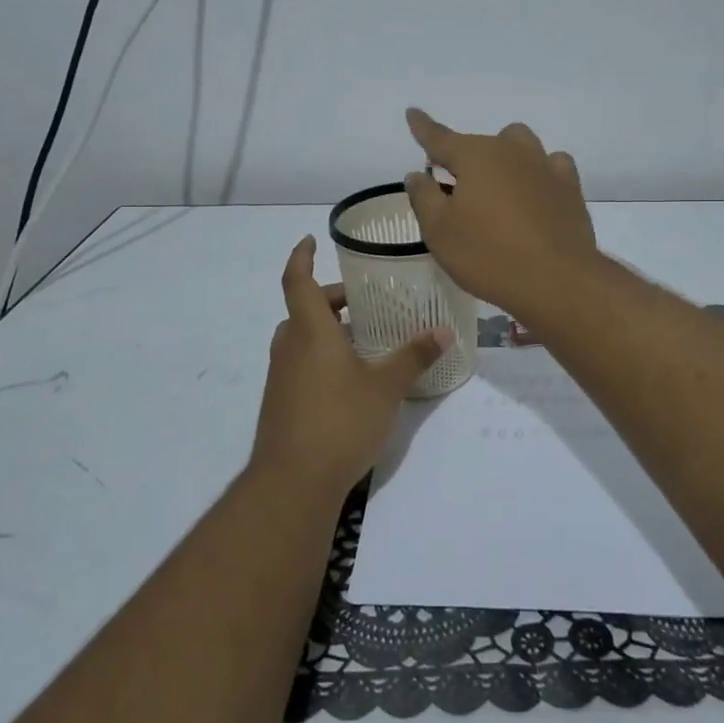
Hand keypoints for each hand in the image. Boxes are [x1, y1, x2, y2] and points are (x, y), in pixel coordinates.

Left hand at [250, 235, 450, 499]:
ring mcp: (280, 376)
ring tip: (363, 339)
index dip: (301, 257)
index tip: (310, 240)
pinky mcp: (280, 402)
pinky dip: (320, 356)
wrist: (292, 482)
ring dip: (326, 330)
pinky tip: (349, 379)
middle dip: (331, 300)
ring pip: (300, 338)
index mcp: (310, 331)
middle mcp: (289, 347)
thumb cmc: (339, 422)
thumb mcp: (385, 387)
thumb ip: (414, 356)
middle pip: (304, 310)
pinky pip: (299, 363)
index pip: (297, 280)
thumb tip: (444, 330)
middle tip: (363, 301)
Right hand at [402, 109, 597, 315]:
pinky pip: (552, 165)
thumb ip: (424, 198)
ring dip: (505, 157)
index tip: (413, 113)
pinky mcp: (570, 188)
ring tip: (498, 187)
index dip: (423, 127)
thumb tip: (418, 174)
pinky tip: (536, 191)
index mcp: (475, 157)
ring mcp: (545, 167)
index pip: (440, 138)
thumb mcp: (440, 232)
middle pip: (482, 142)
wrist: (556, 280)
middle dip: (466, 158)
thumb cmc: (488, 255)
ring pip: (520, 144)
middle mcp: (511, 151)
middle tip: (458, 191)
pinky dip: (539, 172)